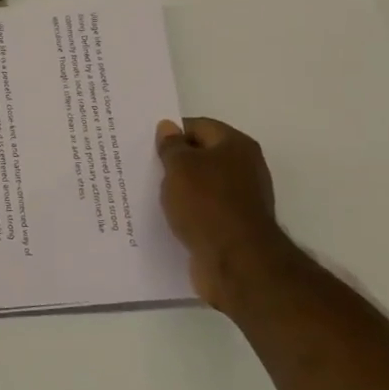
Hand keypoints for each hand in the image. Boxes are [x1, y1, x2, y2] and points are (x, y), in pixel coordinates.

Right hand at [156, 118, 283, 310]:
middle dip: (174, 161)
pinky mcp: (234, 226)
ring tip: (149, 193)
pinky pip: (204, 211)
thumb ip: (171, 146)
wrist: (236, 262)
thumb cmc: (207, 204)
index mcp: (236, 146)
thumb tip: (168, 127)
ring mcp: (241, 199)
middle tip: (144, 167)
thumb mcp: (180, 167)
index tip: (147, 144)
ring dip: (179, 189)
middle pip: (202, 156)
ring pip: (202, 185)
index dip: (172, 132)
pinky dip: (187, 212)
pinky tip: (167, 217)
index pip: (199, 127)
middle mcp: (245, 168)